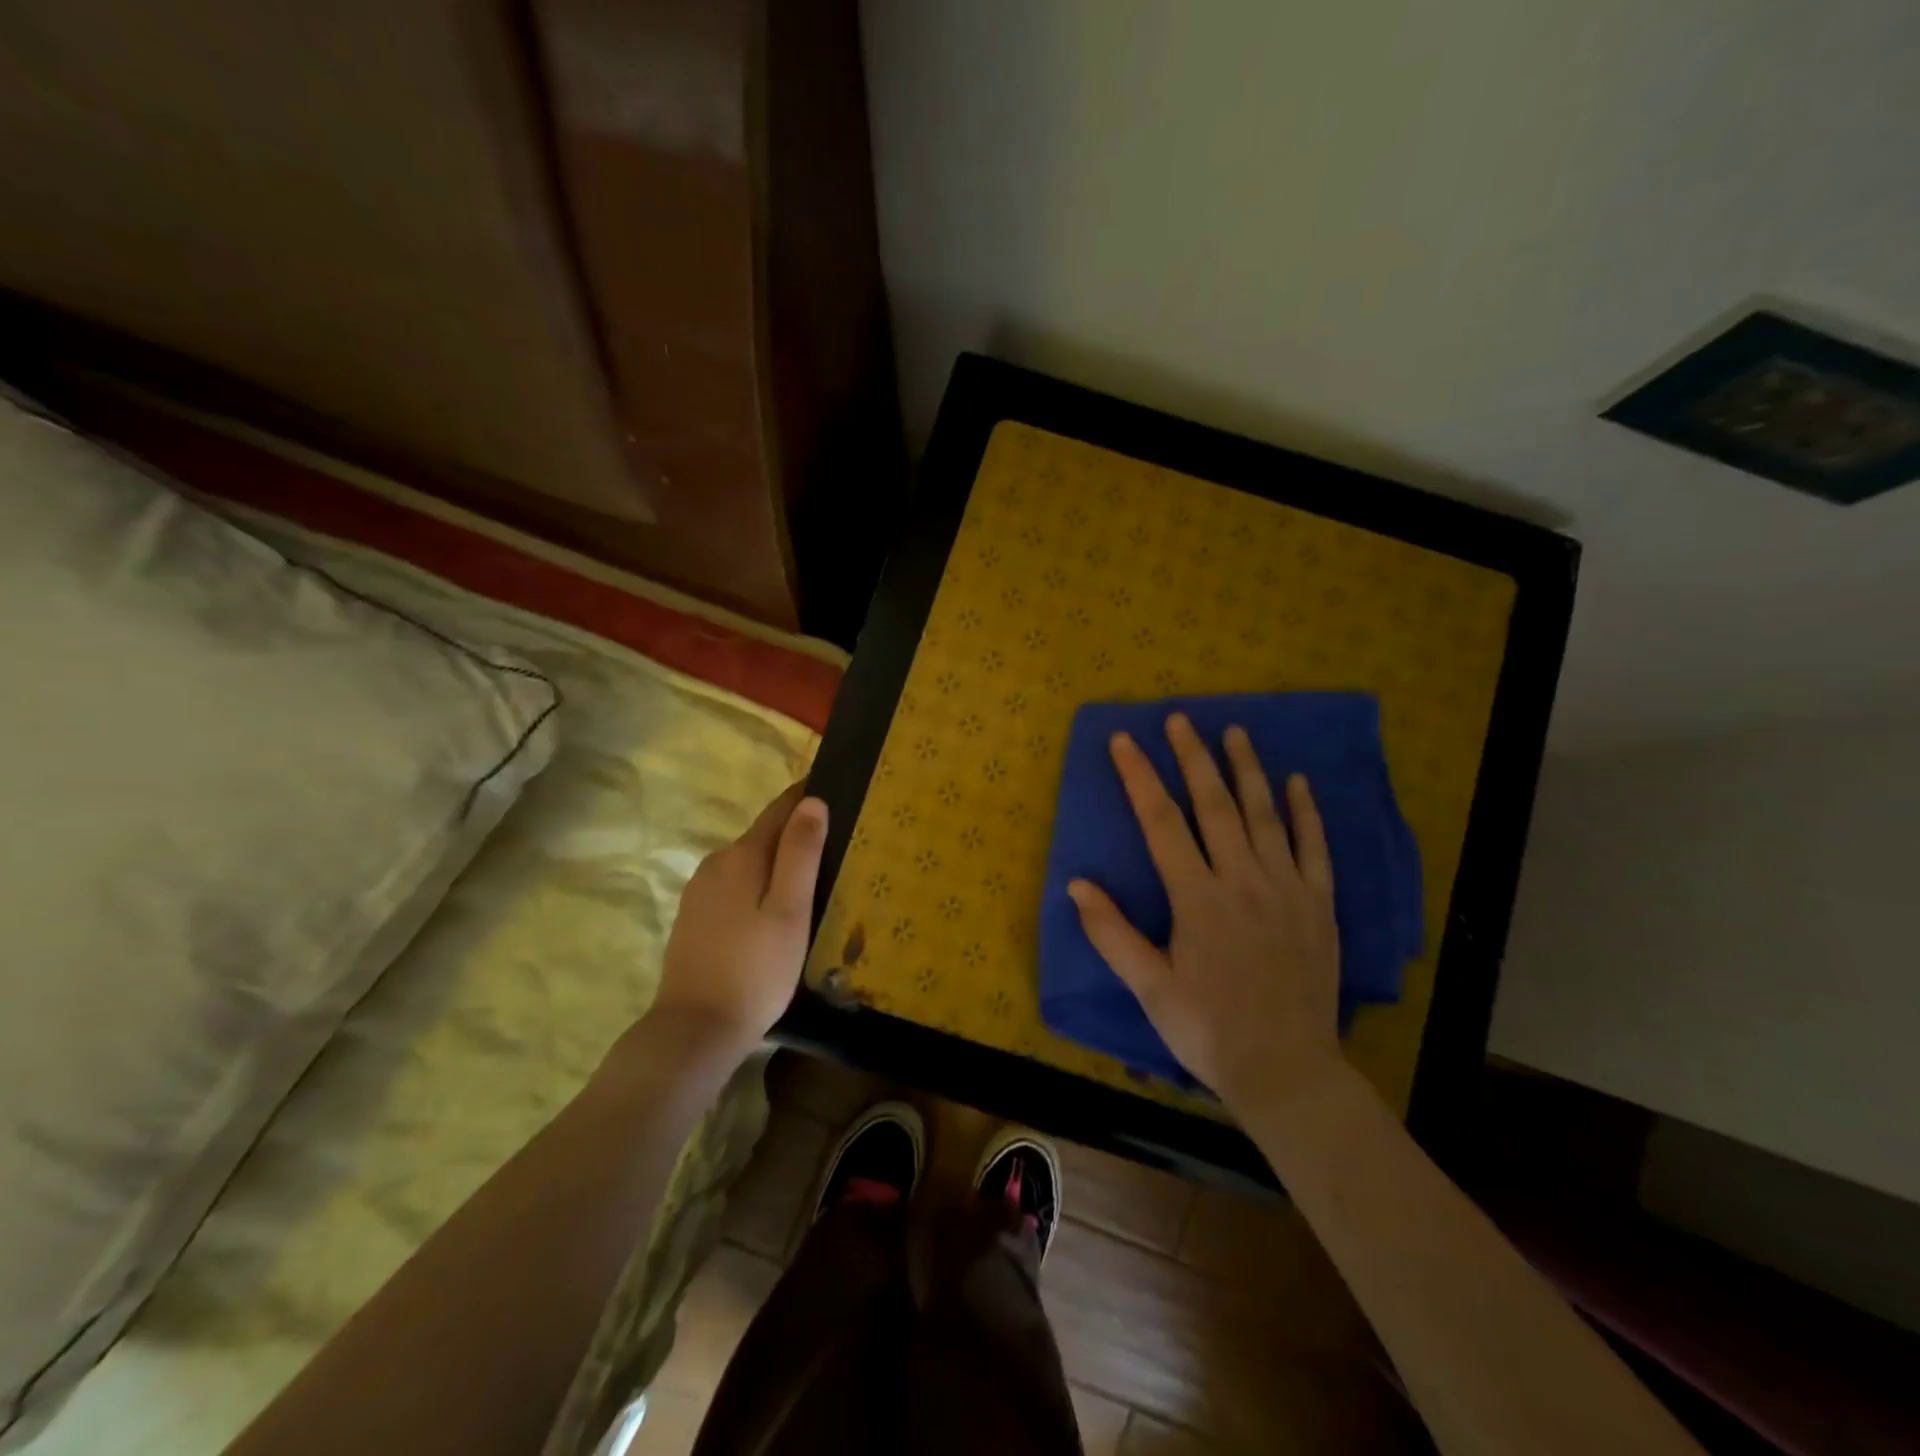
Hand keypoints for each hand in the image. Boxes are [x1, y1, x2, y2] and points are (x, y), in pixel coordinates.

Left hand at [651, 784, 827, 1055]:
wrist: (695, 1029)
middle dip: (795, 834)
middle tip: (835, 847)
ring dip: (776, 864)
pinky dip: (757, 888)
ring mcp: (699, 891)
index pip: (780, 809)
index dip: (807, 797)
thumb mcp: (790, 910)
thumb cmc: (756, 969)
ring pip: (748, 864)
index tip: (837, 790)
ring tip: (810, 882)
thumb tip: (812, 801)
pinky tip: (772, 913)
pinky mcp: (693, 918)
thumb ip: (801, 853)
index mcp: (742, 855)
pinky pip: (733, 887)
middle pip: (763, 836)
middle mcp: (716, 863)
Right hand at [1066, 714, 1342, 1113]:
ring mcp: (1286, 888)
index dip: (1139, 777)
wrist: (1287, 1069)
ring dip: (1247, 770)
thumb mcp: (1149, 987)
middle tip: (1180, 719)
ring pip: (1265, 815)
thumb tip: (1076, 884)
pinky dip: (1306, 812)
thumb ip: (1112, 933)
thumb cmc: (1208, 1029)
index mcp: (1197, 898)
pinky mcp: (1318, 905)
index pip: (1161, 822)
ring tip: (1235, 732)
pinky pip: (1314, 847)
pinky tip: (1297, 782)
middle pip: (1214, 805)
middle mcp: (1242, 880)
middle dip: (1193, 757)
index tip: (1124, 741)